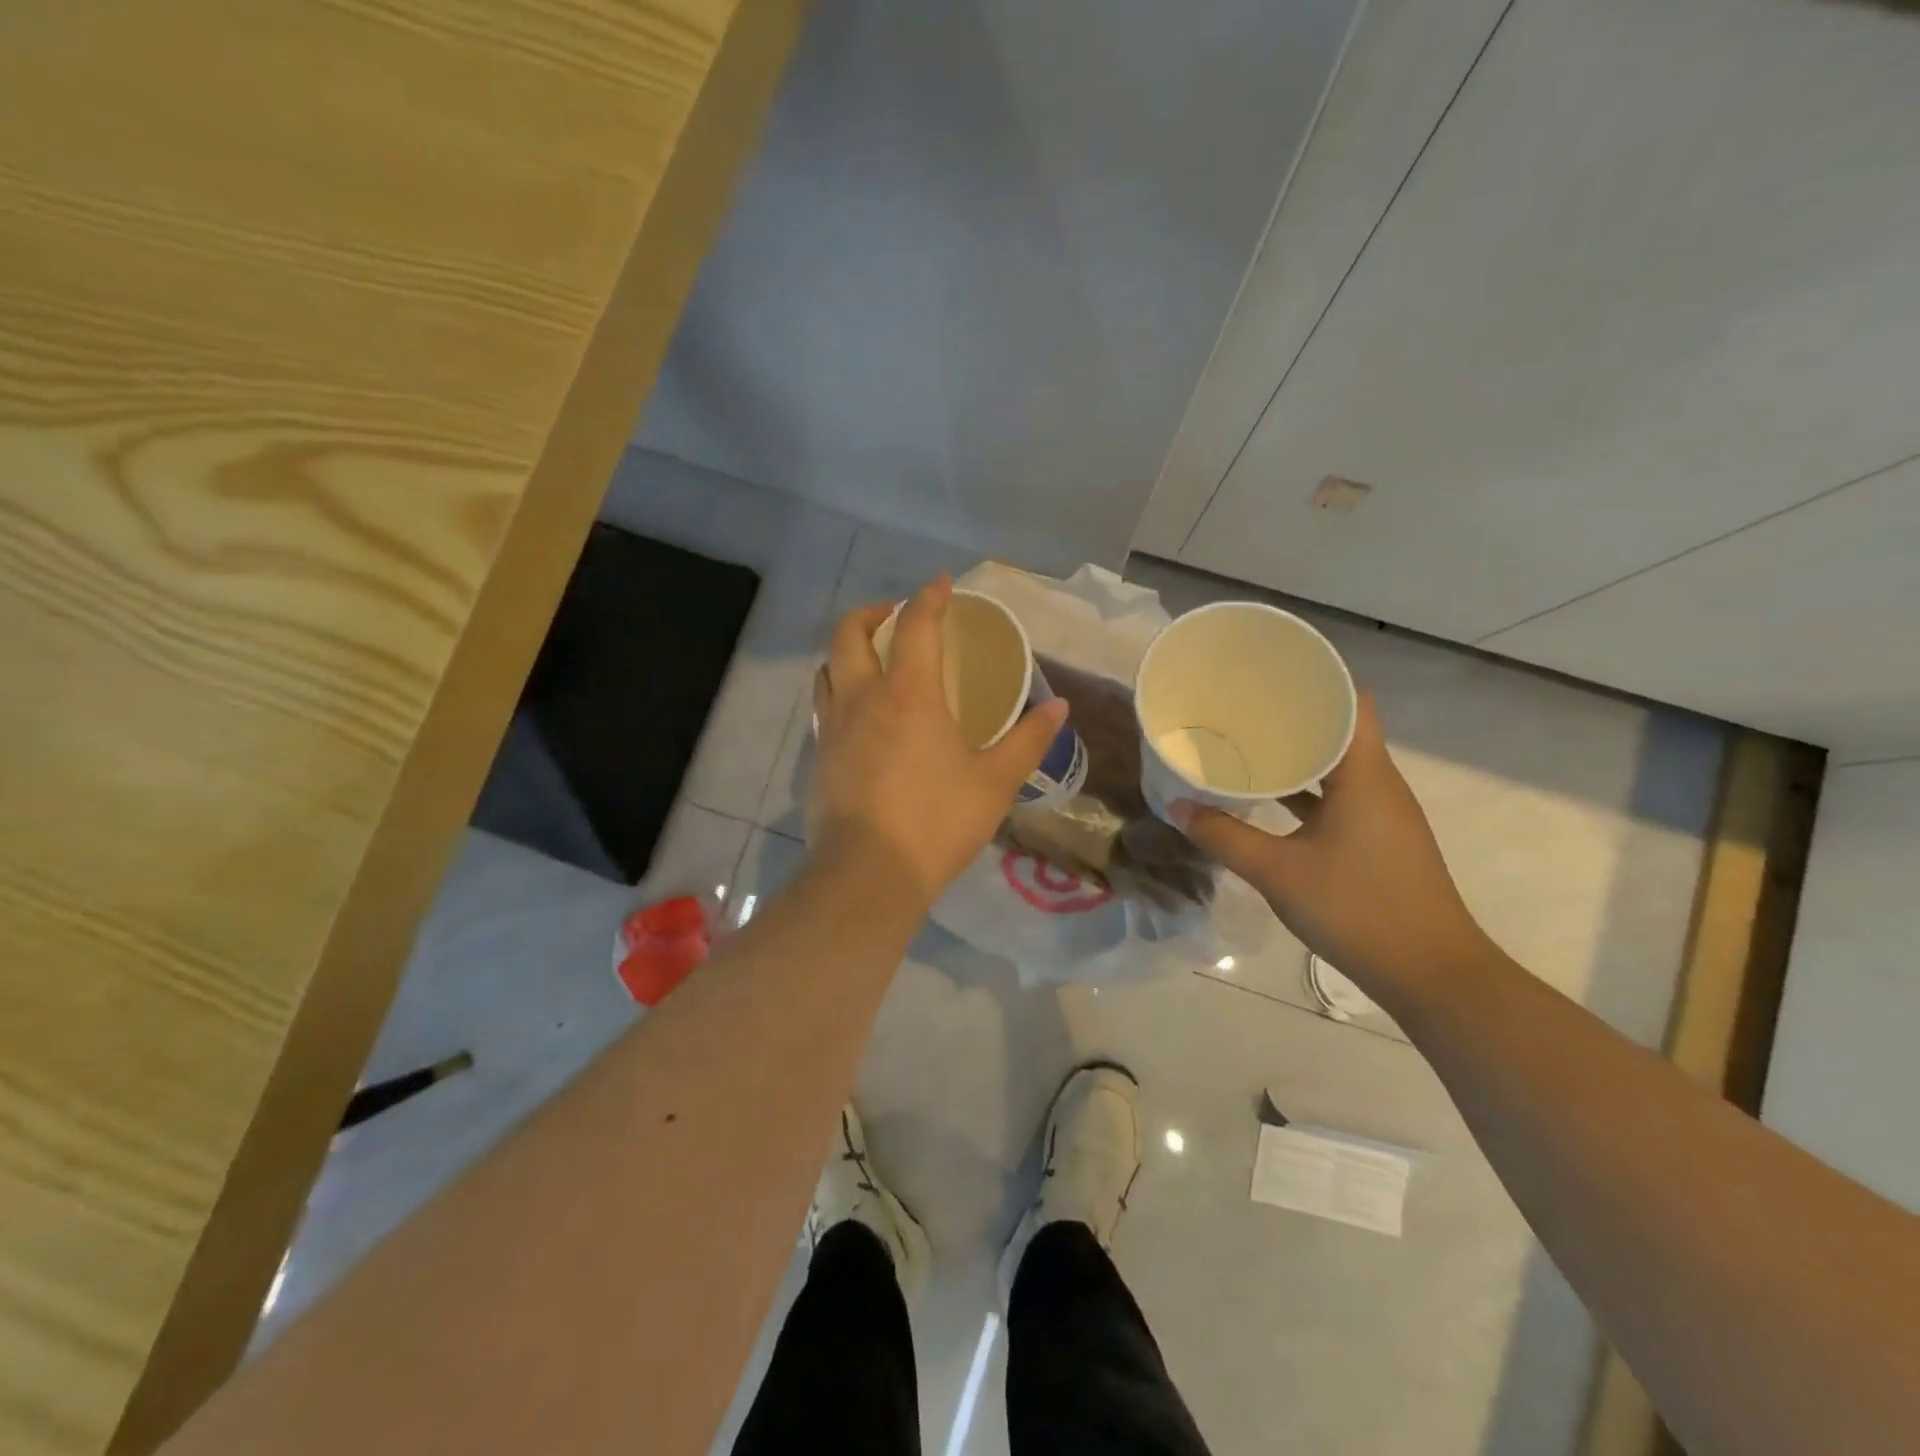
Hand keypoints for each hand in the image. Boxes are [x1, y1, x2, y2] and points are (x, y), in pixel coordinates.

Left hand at [808, 576, 1068, 906]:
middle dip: (872, 613)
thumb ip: (1028, 740)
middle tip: (896, 617)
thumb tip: (1059, 708)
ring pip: (828, 667)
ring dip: (848, 651)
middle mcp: (862, 698)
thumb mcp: (995, 782)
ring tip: (873, 661)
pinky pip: (824, 706)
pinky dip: (839, 691)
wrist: (868, 874)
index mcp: (909, 693)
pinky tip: (860, 716)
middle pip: (850, 632)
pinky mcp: (818, 757)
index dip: (930, 597)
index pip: (917, 625)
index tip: (942, 585)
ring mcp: (833, 727)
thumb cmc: (937, 822)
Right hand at [1172, 695, 1489, 995]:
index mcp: (1365, 775)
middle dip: (1296, 714)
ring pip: (1340, 766)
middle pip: (1342, 729)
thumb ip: (1224, 837)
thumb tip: (1178, 808)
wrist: (1431, 975)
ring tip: (1251, 742)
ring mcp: (1383, 814)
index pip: (1352, 702)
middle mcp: (1380, 785)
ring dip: (1301, 754)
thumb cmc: (1357, 909)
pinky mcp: (1380, 841)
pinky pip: (1341, 797)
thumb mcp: (1278, 872)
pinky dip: (1309, 789)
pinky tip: (1272, 797)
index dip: (1317, 680)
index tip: (1272, 672)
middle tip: (1245, 705)